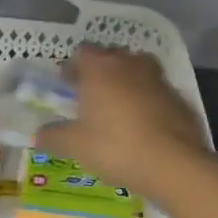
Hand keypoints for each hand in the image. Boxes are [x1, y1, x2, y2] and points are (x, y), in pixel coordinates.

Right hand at [35, 45, 207, 191]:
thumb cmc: (114, 147)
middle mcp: (130, 65)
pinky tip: (142, 126)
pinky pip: (156, 93)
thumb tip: (37, 134)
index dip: (72, 68)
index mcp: (100, 68)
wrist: (172, 164)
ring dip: (126, 84)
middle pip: (111, 57)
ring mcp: (159, 80)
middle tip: (90, 96)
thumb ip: (53, 136)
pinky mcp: (179, 99)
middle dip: (100, 72)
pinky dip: (147, 102)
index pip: (81, 53)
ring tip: (117, 110)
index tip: (66, 86)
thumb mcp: (74, 145)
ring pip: (137, 72)